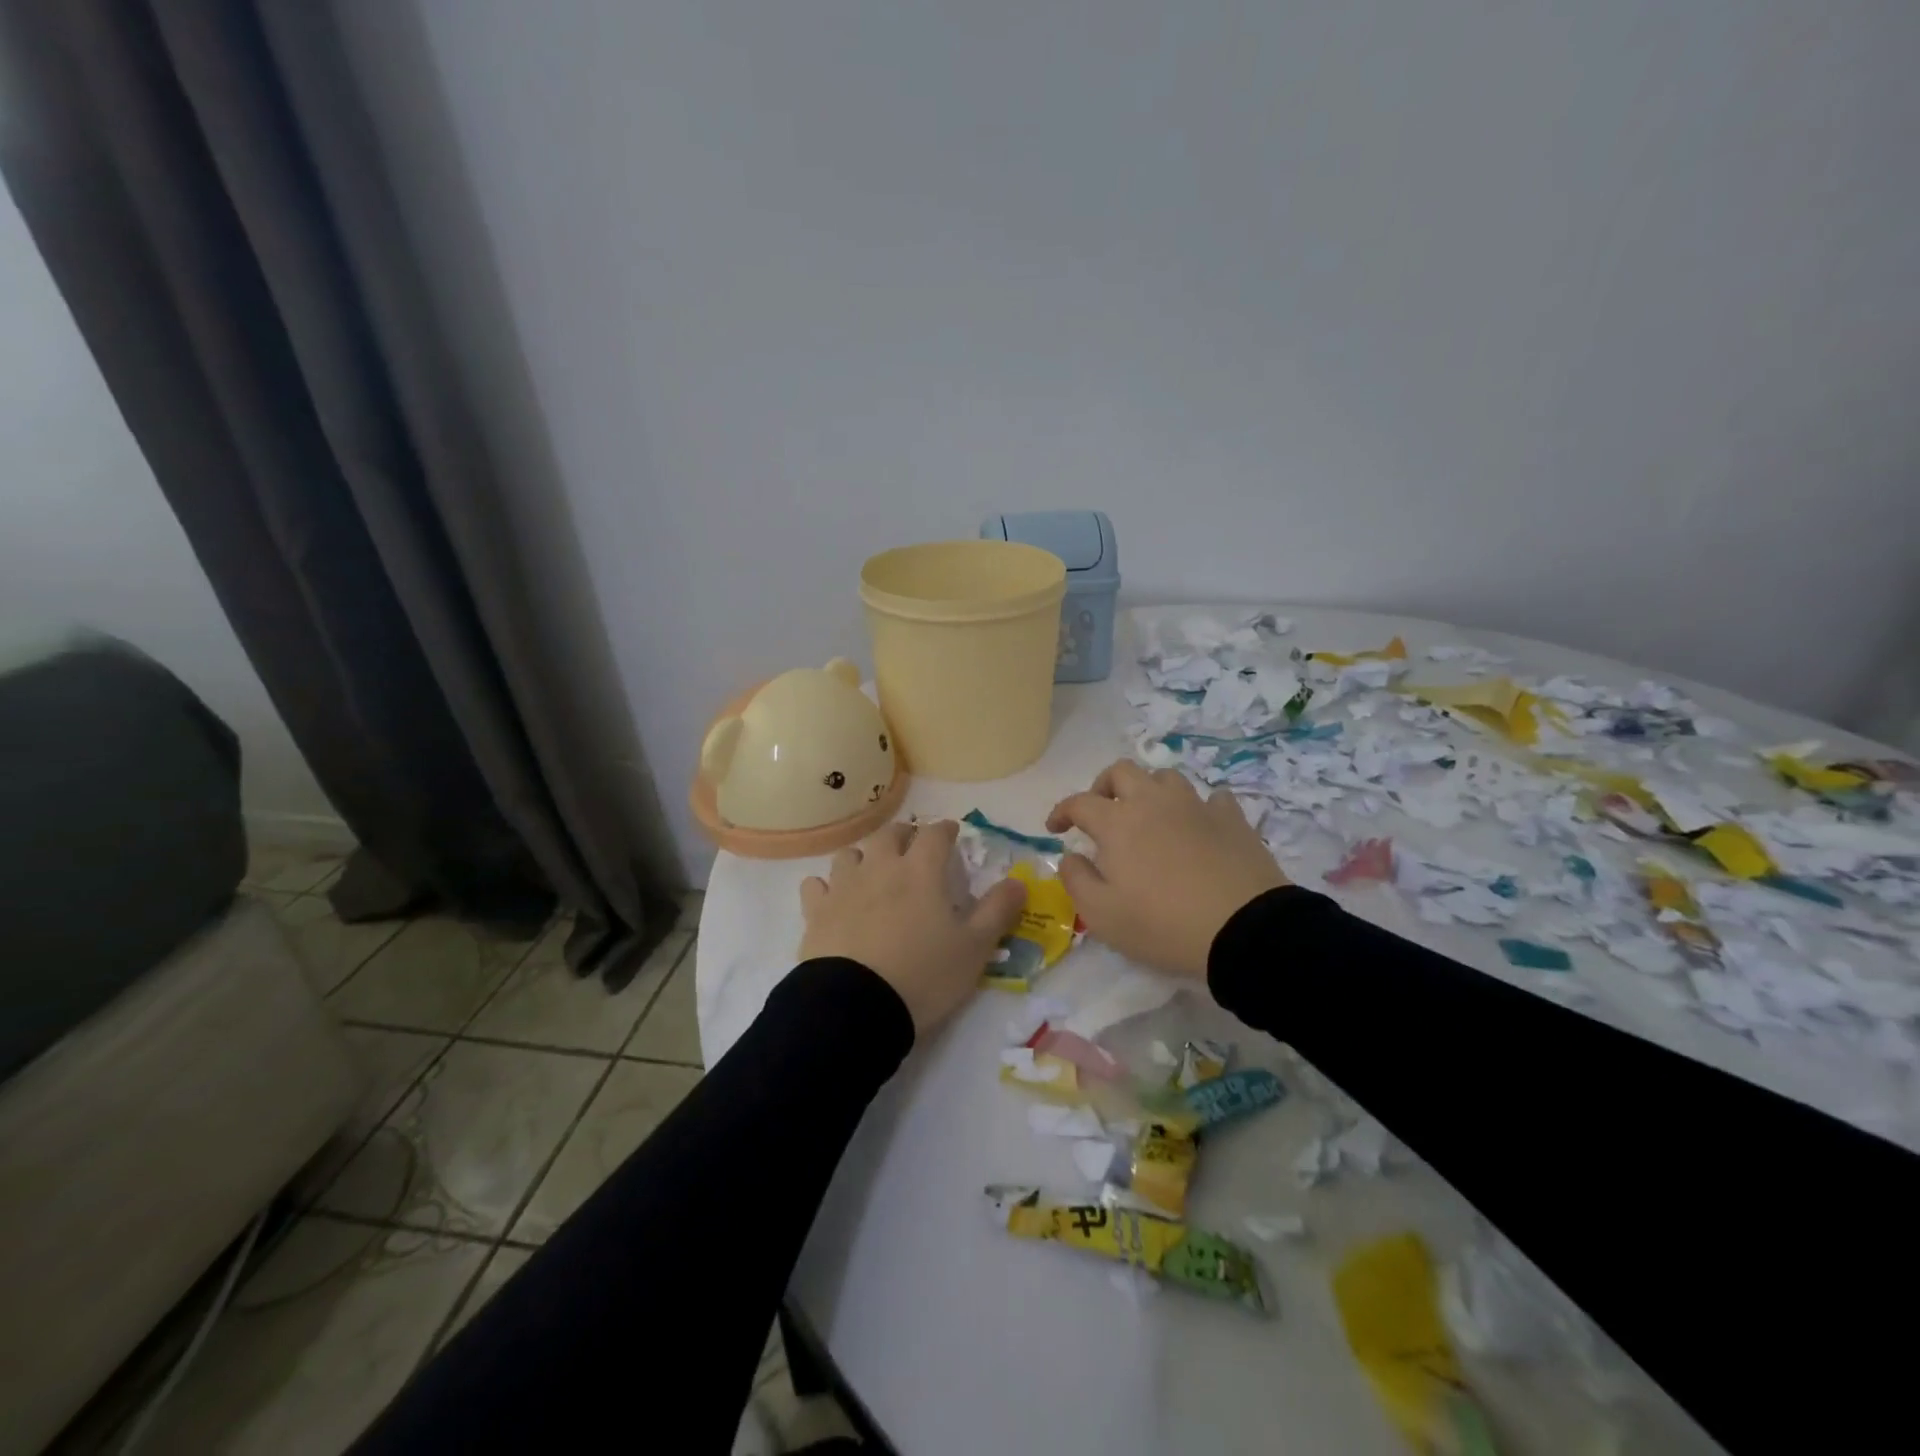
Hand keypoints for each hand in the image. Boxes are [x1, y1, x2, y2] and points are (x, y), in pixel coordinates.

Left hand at [799, 820, 1027, 1036]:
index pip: (935, 834)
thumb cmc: (924, 974)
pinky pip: (816, 885)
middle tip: (913, 846)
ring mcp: (843, 887)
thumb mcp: (974, 948)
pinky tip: (832, 898)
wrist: (856, 1007)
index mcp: (920, 871)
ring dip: (864, 856)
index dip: (945, 830)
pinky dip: (826, 886)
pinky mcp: (816, 912)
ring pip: (850, 854)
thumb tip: (1019, 881)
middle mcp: (880, 867)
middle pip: (889, 834)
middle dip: (904, 834)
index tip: (952, 834)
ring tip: (872, 870)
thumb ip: (998, 911)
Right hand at [1046, 760, 1288, 979]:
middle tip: (1100, 811)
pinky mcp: (1232, 818)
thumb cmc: (1162, 924)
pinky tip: (1198, 825)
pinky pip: (1211, 798)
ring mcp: (1196, 806)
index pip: (1079, 802)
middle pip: (1122, 771)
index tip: (1055, 828)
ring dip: (1149, 790)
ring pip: (1165, 777)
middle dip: (1103, 786)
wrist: (1244, 930)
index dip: (1061, 811)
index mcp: (1117, 822)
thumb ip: (1076, 880)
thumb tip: (1070, 856)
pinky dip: (1198, 807)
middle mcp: (1153, 802)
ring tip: (1148, 815)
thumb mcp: (1101, 915)